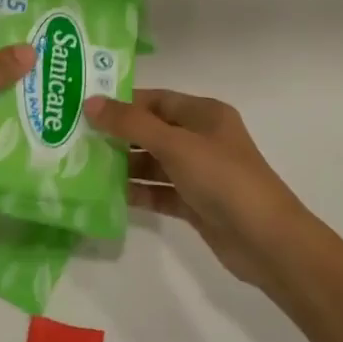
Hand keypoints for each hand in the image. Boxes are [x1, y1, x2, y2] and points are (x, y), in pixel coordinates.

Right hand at [85, 89, 309, 289]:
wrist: (267, 241)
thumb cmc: (223, 179)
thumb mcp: (176, 145)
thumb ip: (132, 123)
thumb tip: (90, 102)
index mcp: (204, 114)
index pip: (156, 100)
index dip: (122, 102)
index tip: (84, 108)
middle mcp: (201, 139)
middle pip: (152, 130)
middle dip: (118, 135)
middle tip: (75, 138)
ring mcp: (199, 173)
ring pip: (153, 163)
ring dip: (124, 165)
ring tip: (83, 167)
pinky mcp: (195, 204)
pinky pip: (159, 192)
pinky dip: (138, 192)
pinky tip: (108, 195)